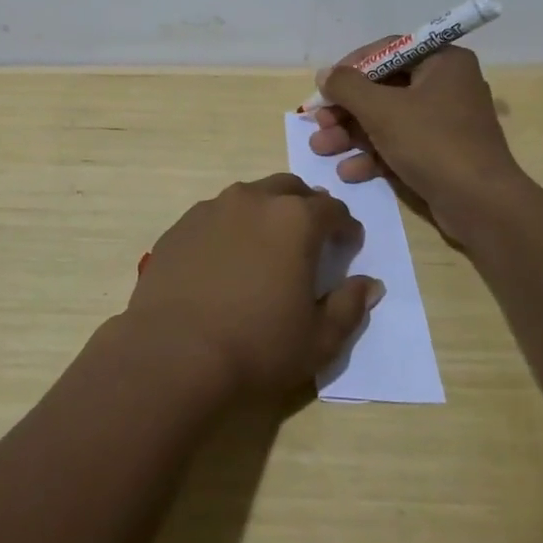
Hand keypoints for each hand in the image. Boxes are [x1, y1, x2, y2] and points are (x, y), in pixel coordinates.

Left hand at [125, 174, 383, 399]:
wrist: (173, 353)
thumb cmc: (257, 346)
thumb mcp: (319, 339)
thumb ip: (350, 307)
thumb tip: (369, 284)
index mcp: (295, 220)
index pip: (332, 209)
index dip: (345, 226)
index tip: (348, 245)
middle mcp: (254, 200)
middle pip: (290, 189)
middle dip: (306, 207)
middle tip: (309, 238)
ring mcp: (212, 208)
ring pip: (250, 197)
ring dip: (266, 213)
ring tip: (266, 247)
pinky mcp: (181, 225)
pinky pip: (216, 215)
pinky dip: (230, 228)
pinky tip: (225, 260)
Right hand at [308, 44, 527, 238]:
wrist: (480, 205)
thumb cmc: (432, 143)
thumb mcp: (382, 110)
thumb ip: (347, 87)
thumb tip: (325, 74)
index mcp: (443, 62)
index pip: (388, 50)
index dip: (351, 67)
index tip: (325, 87)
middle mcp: (446, 85)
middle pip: (383, 88)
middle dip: (346, 109)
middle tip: (318, 123)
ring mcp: (444, 122)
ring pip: (387, 119)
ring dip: (352, 134)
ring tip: (321, 149)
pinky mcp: (440, 153)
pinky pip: (400, 144)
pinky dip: (374, 155)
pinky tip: (349, 171)